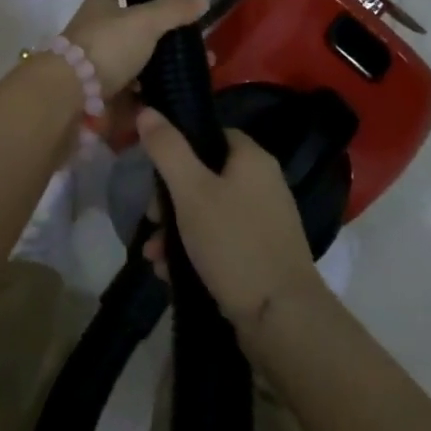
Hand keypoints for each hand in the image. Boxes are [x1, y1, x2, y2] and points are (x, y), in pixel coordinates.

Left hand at [60, 0, 207, 99]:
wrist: (71, 96)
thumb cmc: (106, 46)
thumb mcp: (144, 21)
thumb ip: (173, 10)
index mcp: (100, 3)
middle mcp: (97, 29)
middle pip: (129, 21)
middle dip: (158, 25)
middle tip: (189, 30)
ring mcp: (98, 62)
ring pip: (135, 57)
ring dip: (160, 61)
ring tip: (193, 66)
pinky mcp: (104, 91)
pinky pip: (134, 89)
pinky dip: (153, 91)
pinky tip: (176, 91)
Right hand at [137, 108, 323, 333]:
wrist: (282, 320)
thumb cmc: (234, 243)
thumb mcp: (191, 191)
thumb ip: (167, 149)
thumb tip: (148, 111)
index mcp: (252, 159)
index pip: (211, 134)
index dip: (179, 145)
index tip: (152, 168)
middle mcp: (263, 184)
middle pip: (205, 175)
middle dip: (169, 199)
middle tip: (151, 218)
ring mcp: (265, 222)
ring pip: (208, 212)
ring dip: (175, 229)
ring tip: (153, 255)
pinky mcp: (261, 256)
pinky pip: (219, 241)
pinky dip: (194, 251)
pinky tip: (170, 272)